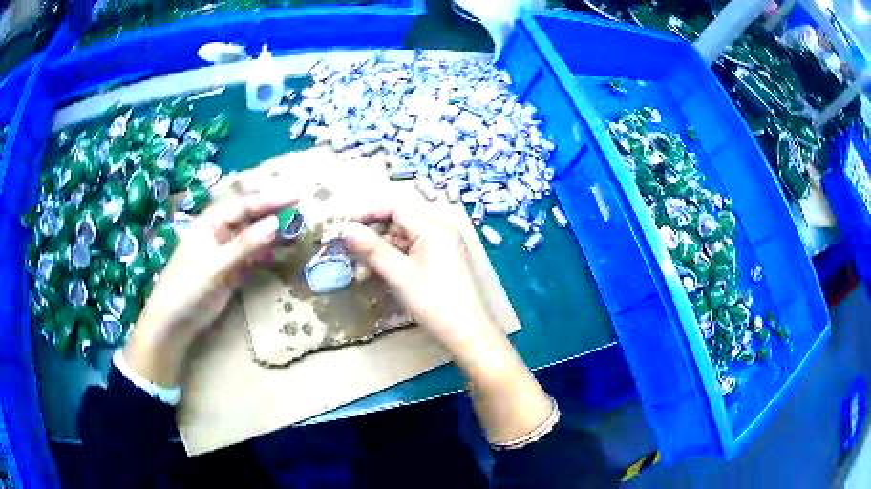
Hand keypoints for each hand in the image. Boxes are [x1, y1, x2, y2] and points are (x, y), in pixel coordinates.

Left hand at [124, 186, 296, 386]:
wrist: (175, 321)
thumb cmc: (188, 287)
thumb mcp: (216, 264)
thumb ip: (245, 244)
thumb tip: (275, 223)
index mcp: (211, 222)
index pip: (244, 205)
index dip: (269, 199)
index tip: (296, 196)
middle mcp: (220, 232)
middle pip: (250, 216)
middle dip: (273, 211)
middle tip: (300, 209)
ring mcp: (226, 252)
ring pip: (254, 236)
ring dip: (273, 232)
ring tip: (298, 229)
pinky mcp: (232, 270)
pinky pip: (253, 256)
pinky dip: (268, 253)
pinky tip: (282, 251)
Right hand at [338, 200, 499, 355]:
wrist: (467, 332)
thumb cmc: (433, 301)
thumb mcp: (398, 273)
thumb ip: (371, 248)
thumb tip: (345, 228)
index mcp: (433, 227)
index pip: (395, 208)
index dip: (367, 214)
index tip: (344, 226)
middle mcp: (441, 229)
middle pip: (400, 222)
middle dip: (373, 235)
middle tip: (349, 249)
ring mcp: (444, 245)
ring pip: (406, 238)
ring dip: (382, 250)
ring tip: (361, 269)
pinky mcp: (444, 260)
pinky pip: (415, 250)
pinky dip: (396, 259)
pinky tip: (380, 273)